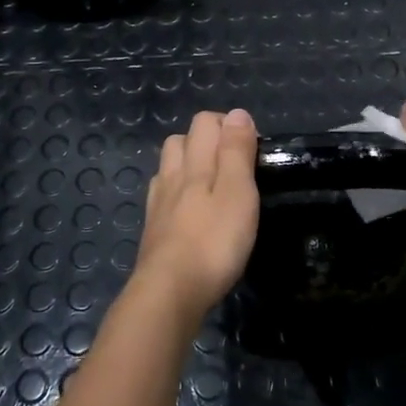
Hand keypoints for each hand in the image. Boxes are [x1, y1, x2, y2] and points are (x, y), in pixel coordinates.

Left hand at [132, 109, 259, 323]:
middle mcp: (171, 176)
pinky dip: (175, 193)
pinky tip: (188, 211)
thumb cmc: (213, 242)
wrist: (170, 291)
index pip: (204, 123)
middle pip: (180, 141)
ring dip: (187, 164)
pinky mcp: (153, 230)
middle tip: (233, 163)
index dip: (228, 125)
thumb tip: (237, 113)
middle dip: (205, 140)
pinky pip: (161, 197)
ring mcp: (158, 204)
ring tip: (211, 183)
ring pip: (168, 168)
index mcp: (194, 164)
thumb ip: (236, 152)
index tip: (252, 147)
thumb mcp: (237, 193)